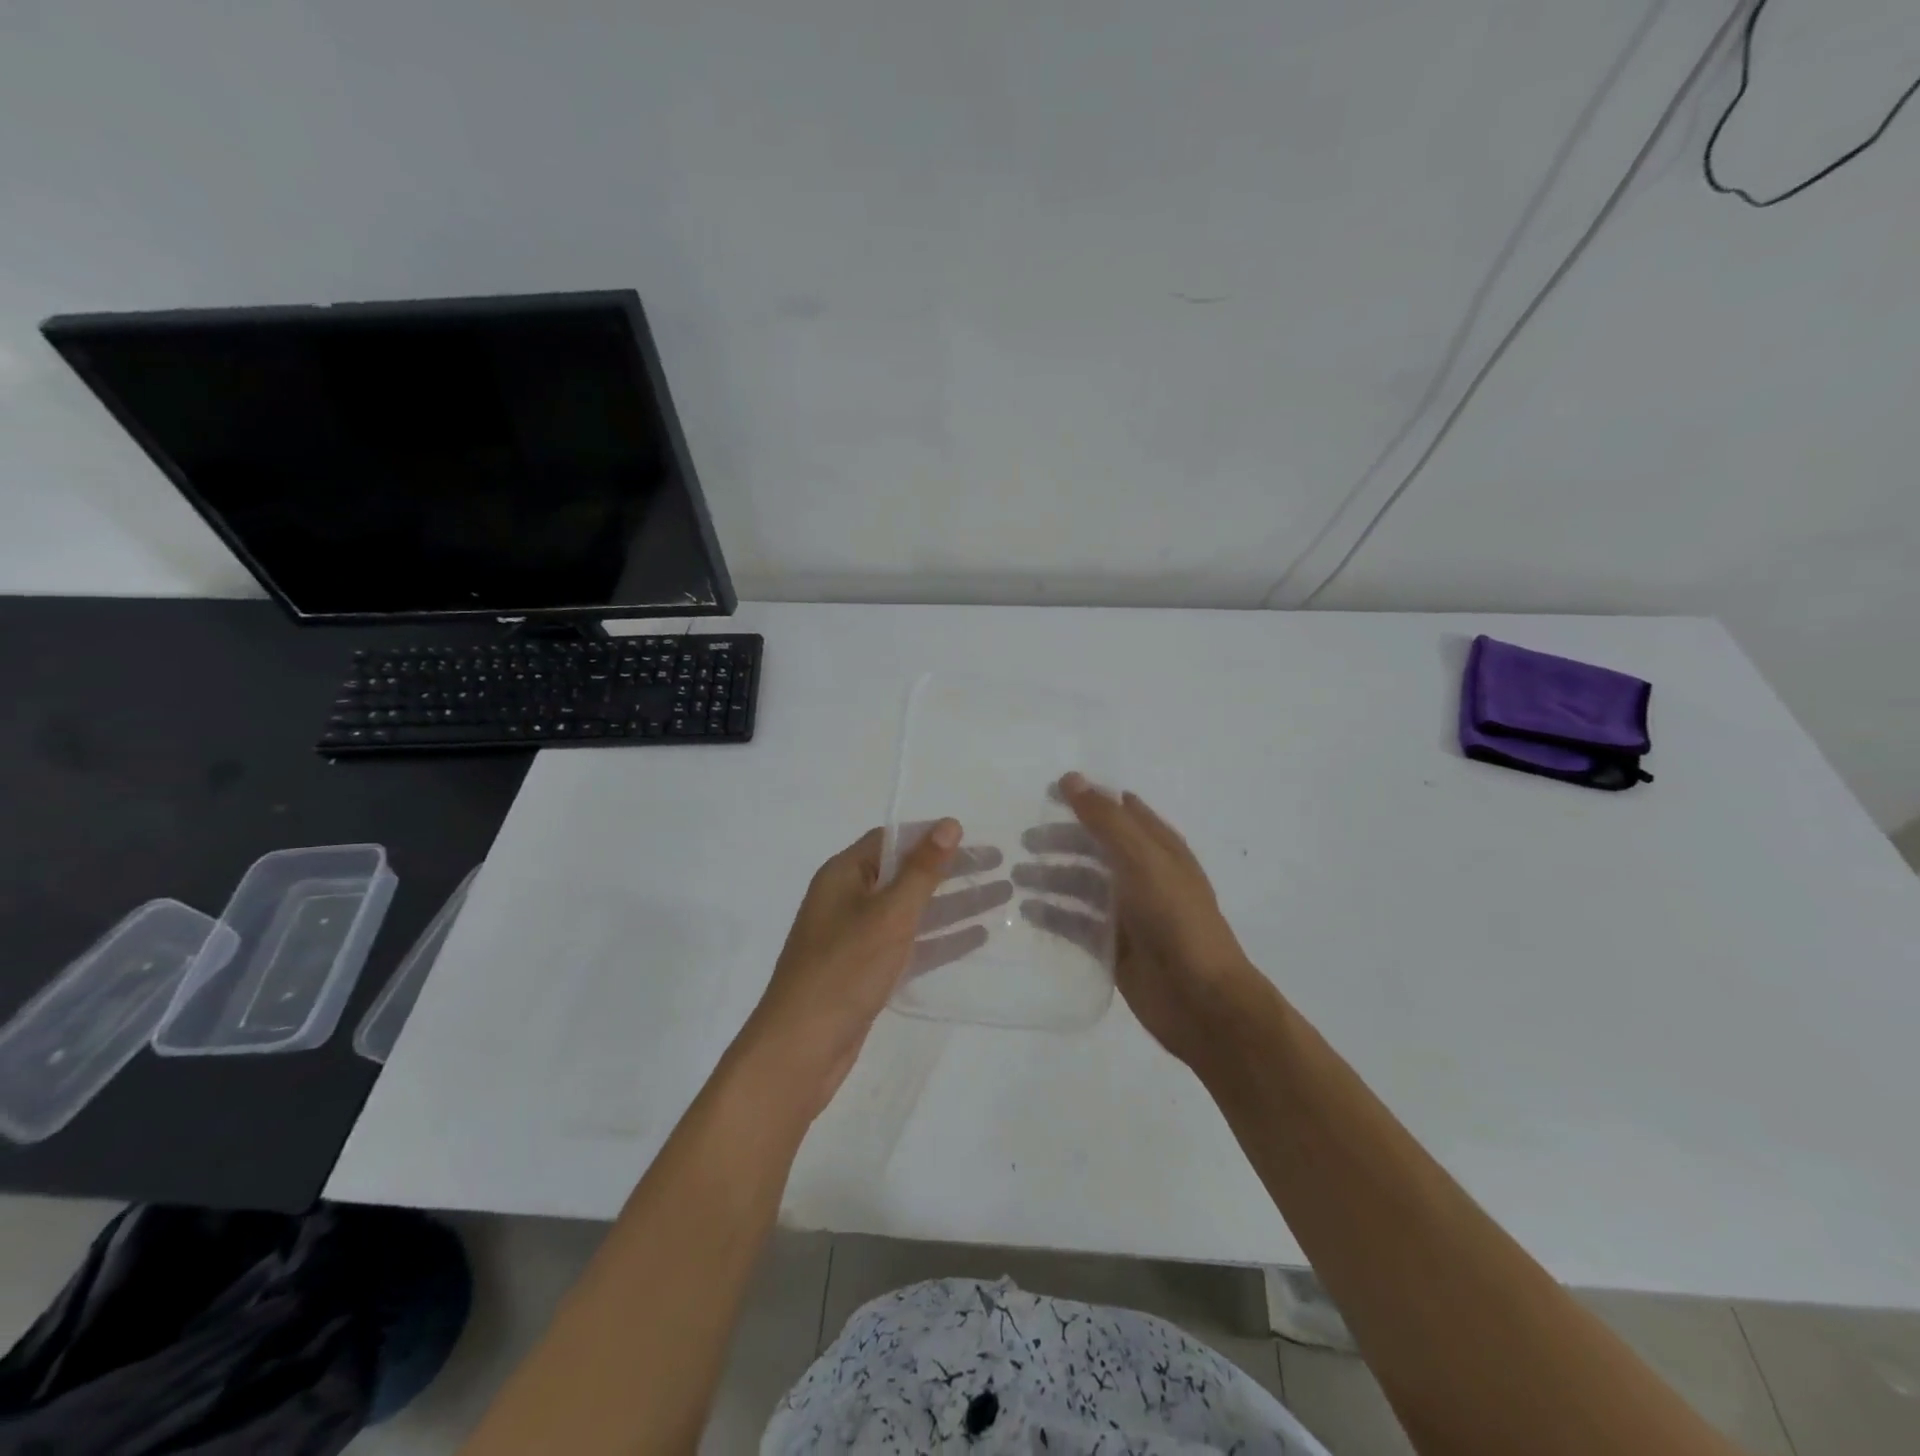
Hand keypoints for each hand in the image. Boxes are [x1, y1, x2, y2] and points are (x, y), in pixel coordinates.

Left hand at [742, 820, 1007, 1112]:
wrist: (800, 1050)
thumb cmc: (844, 970)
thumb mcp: (889, 915)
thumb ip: (922, 871)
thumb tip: (949, 824)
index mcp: (844, 875)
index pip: (892, 840)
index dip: (932, 836)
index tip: (973, 837)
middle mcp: (849, 899)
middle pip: (907, 874)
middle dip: (952, 870)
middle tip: (1000, 864)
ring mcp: (858, 937)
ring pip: (914, 911)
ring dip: (955, 903)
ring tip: (1003, 895)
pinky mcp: (869, 971)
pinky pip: (911, 944)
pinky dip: (942, 939)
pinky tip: (978, 936)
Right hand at [1016, 773, 1257, 1066]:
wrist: (1201, 999)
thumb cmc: (1175, 918)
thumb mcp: (1142, 859)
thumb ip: (1106, 820)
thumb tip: (1071, 778)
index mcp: (1159, 849)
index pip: (1119, 812)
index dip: (1087, 799)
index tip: (1047, 793)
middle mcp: (1143, 876)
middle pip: (1095, 848)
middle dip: (1061, 841)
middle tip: (1024, 841)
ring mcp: (1128, 913)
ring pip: (1083, 885)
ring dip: (1052, 877)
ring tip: (1017, 877)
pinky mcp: (1113, 947)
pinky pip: (1077, 922)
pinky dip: (1054, 914)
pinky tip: (1028, 912)